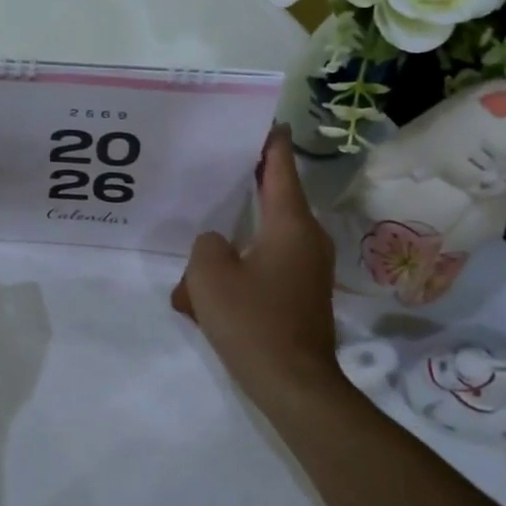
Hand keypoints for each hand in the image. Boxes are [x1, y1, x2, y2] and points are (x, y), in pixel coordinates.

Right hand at [171, 126, 346, 403]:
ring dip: (232, 244)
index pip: (280, 166)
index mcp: (290, 223)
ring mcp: (308, 268)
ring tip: (197, 256)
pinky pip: (266, 267)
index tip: (263, 120)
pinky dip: (240, 272)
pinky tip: (207, 295)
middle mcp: (306, 238)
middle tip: (213, 175)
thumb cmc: (253, 321)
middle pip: (273, 199)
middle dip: (242, 190)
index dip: (270, 141)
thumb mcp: (210, 275)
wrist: (295, 385)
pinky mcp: (302, 294)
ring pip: (263, 239)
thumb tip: (218, 244)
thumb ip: (206, 245)